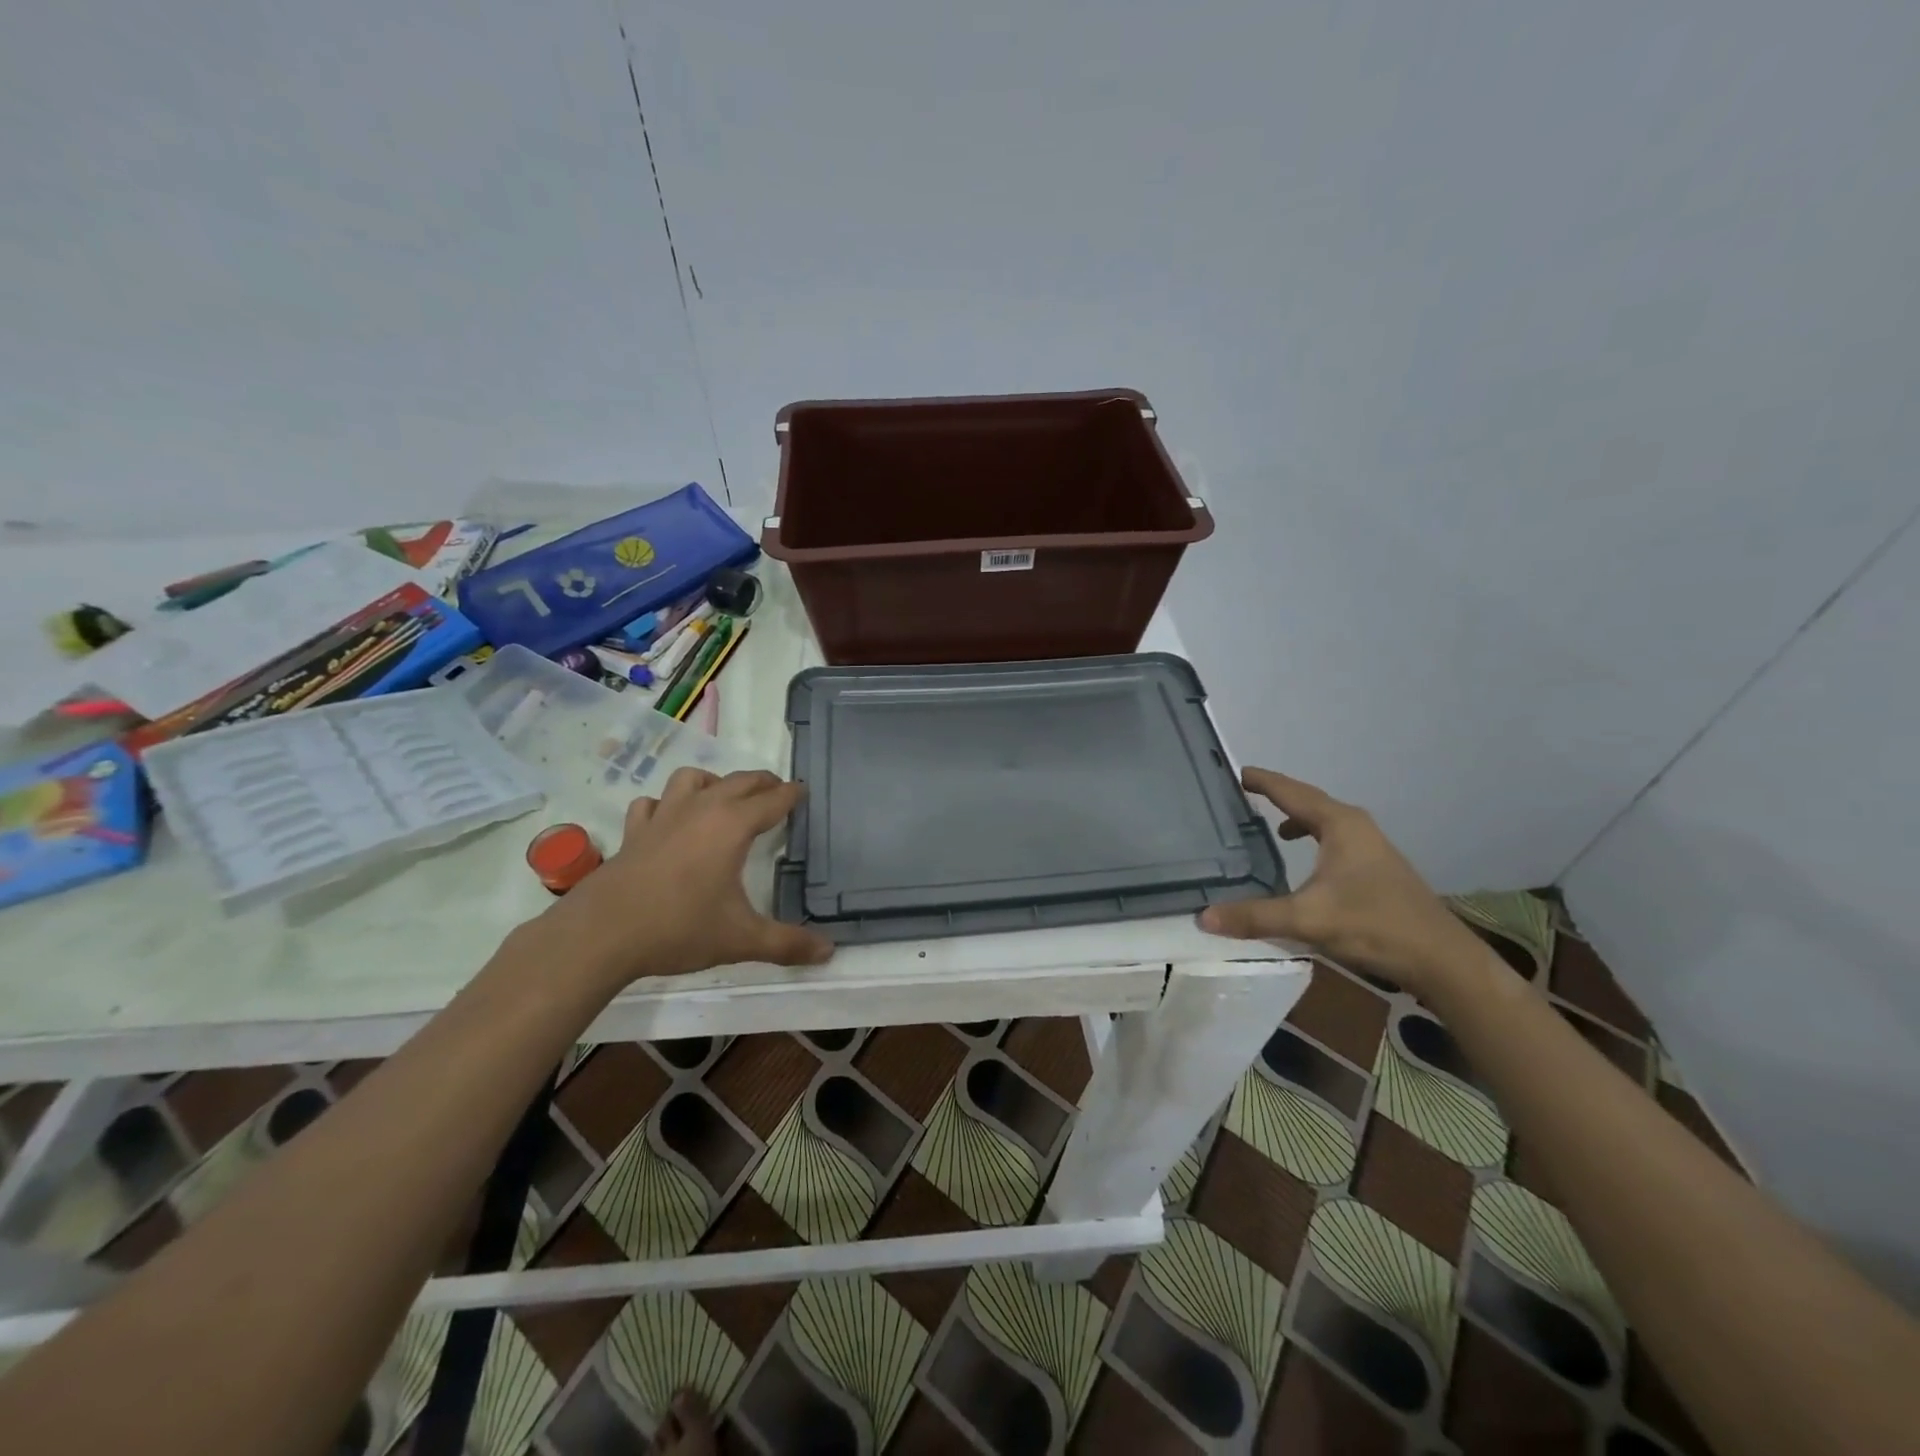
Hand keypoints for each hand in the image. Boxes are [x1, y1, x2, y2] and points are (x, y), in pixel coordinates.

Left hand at [548, 768, 833, 990]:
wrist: (601, 934)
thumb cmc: (679, 929)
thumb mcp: (741, 939)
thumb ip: (787, 944)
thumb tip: (829, 952)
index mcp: (732, 826)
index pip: (772, 800)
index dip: (792, 794)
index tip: (804, 790)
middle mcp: (701, 810)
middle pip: (739, 781)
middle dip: (762, 783)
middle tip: (777, 792)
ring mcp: (663, 817)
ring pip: (692, 779)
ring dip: (714, 782)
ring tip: (723, 799)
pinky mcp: (634, 832)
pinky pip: (653, 803)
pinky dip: (666, 804)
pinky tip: (669, 821)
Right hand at [1199, 767, 1482, 998]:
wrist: (1441, 960)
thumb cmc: (1374, 925)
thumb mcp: (1307, 920)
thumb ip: (1254, 916)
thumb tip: (1204, 916)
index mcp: (1339, 825)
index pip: (1291, 792)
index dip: (1262, 781)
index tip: (1234, 772)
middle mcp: (1355, 827)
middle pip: (1308, 801)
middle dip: (1276, 796)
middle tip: (1242, 794)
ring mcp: (1370, 847)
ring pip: (1324, 821)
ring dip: (1296, 819)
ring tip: (1267, 827)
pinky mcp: (1376, 868)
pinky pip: (1333, 840)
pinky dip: (1311, 840)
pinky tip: (1302, 863)